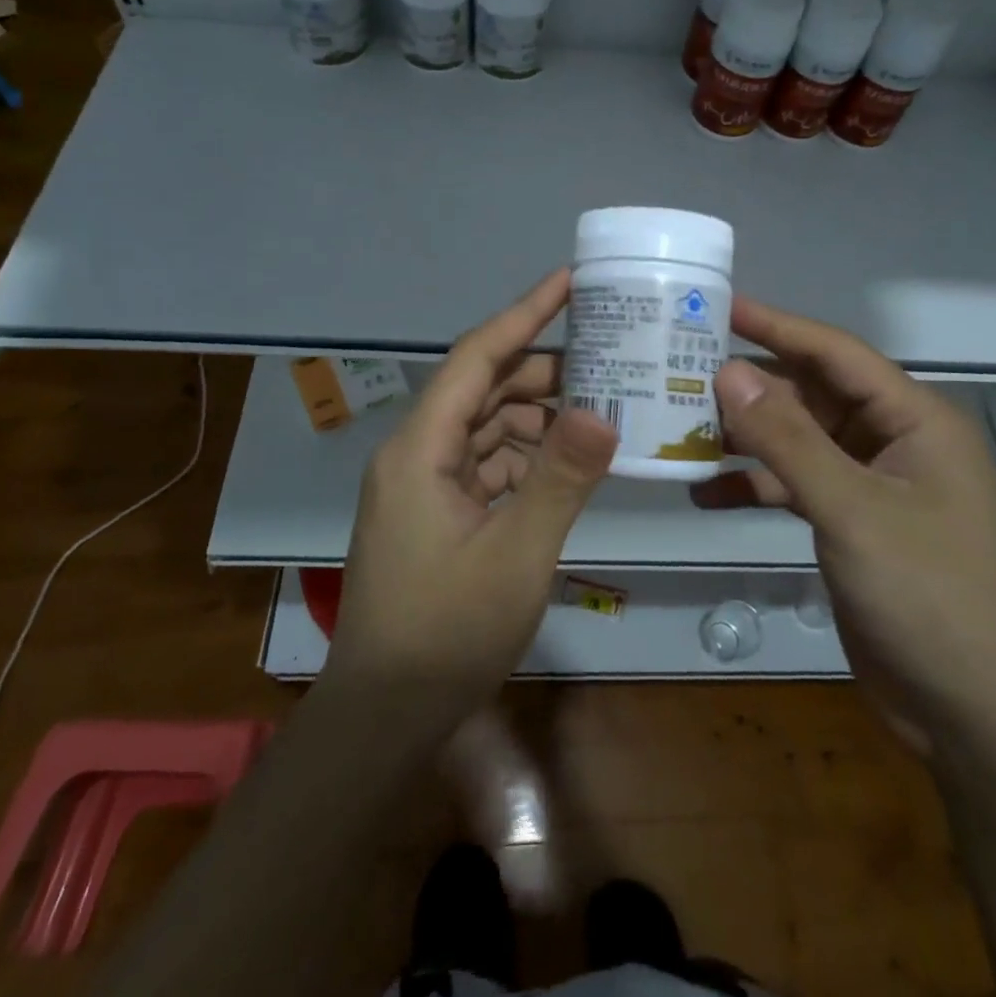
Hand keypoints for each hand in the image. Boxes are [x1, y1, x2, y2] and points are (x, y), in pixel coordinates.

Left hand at [323, 270, 616, 732]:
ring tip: (602, 407)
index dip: (524, 313)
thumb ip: (561, 478)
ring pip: (488, 426)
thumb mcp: (517, 554)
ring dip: (539, 416)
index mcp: (420, 447)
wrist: (385, 716)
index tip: (570, 280)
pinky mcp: (438, 511)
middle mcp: (416, 452)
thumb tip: (605, 410)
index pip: (476, 356)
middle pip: (484, 388)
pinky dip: (527, 456)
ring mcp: (425, 483)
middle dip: (544, 370)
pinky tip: (570, 461)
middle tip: (610, 357)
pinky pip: (487, 463)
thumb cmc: (446, 633)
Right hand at [693, 297, 995, 751]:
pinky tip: (704, 492)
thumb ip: (787, 440)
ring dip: (746, 436)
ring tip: (681, 425)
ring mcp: (871, 484)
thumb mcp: (852, 511)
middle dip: (752, 384)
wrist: (969, 714)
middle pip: (812, 394)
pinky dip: (754, 485)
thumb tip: (728, 372)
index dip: (777, 326)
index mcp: (915, 421)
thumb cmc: (926, 597)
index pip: (836, 354)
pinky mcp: (850, 522)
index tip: (720, 306)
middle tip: (683, 366)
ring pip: (798, 440)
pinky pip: (794, 485)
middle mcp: (893, 441)